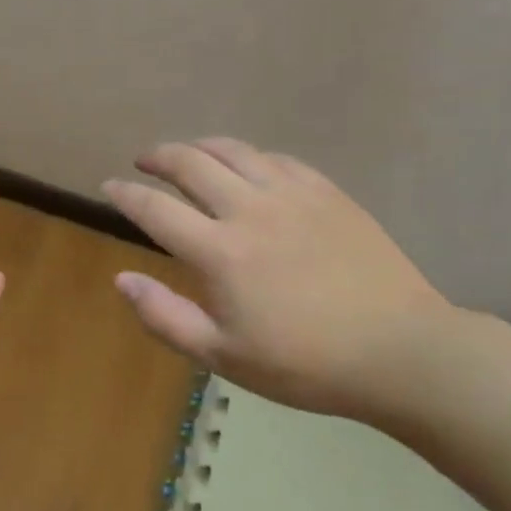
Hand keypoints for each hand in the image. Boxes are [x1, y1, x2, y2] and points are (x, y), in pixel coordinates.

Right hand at [103, 139, 450, 417]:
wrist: (401, 352)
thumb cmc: (305, 364)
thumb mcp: (223, 357)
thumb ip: (164, 317)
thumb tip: (121, 279)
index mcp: (219, 252)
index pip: (155, 208)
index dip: (125, 193)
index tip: (109, 186)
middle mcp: (249, 210)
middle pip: (190, 163)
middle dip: (158, 157)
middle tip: (143, 162)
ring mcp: (291, 195)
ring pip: (233, 150)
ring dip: (199, 146)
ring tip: (187, 154)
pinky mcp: (326, 192)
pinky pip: (276, 158)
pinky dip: (248, 156)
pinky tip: (246, 167)